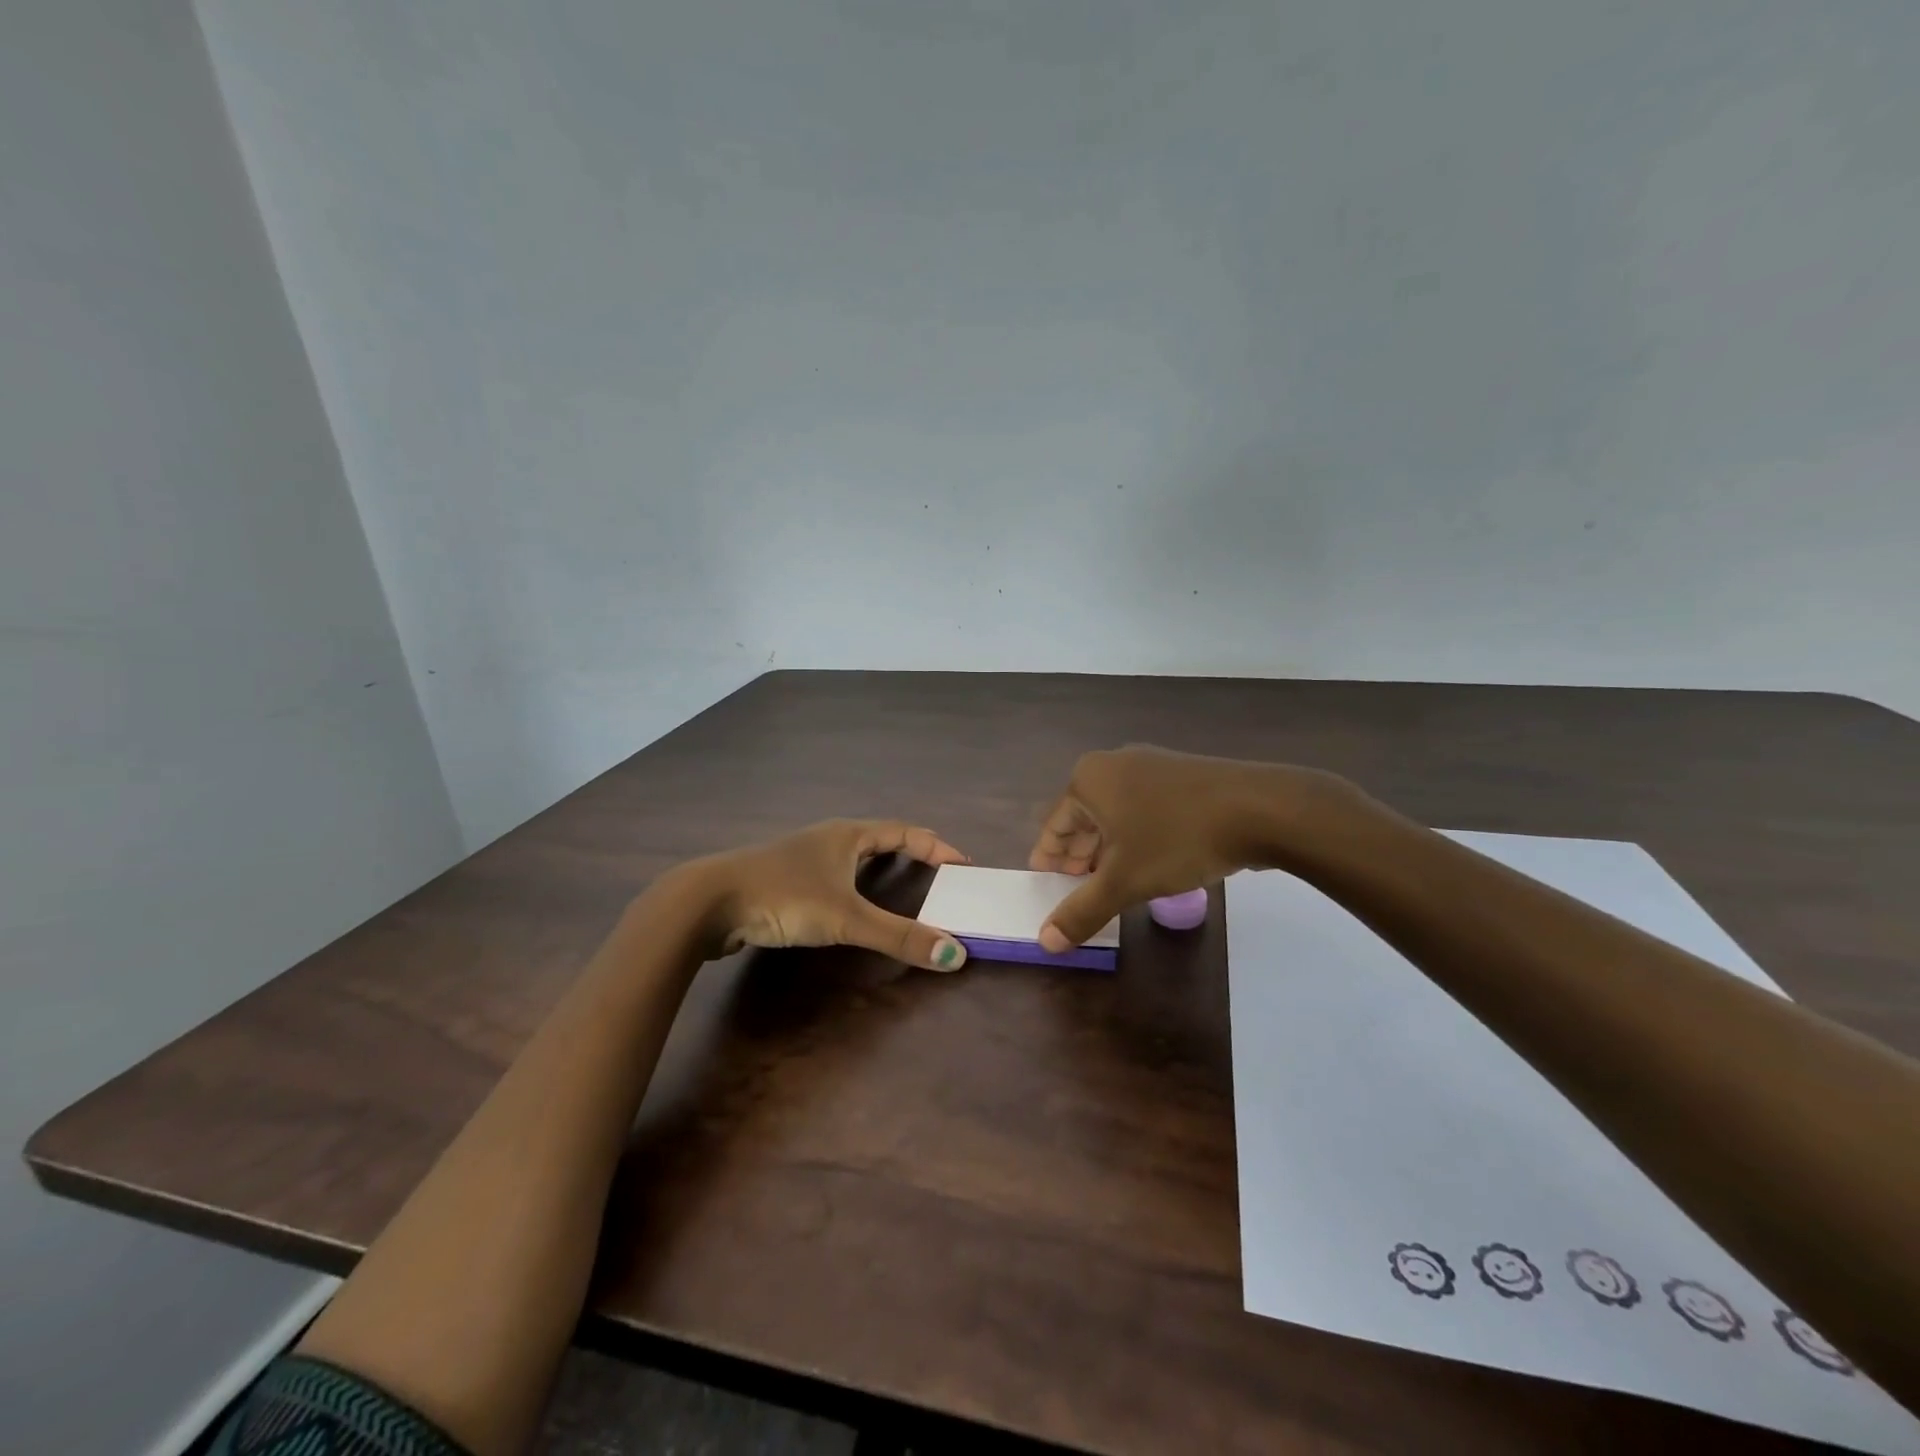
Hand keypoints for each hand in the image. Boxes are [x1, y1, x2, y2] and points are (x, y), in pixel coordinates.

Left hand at [667, 819, 972, 971]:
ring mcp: (801, 857)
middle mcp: (827, 839)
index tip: (963, 864)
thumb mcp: (846, 918)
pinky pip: (830, 876)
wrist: (708, 902)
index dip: (936, 847)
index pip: (904, 831)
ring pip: (851, 857)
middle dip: (910, 852)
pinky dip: (852, 885)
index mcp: (847, 835)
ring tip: (899, 885)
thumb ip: (899, 937)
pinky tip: (846, 904)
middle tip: (937, 872)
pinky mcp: (782, 879)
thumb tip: (955, 954)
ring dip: (879, 867)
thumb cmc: (784, 896)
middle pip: (879, 838)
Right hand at [1029, 745, 1343, 950]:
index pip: (1055, 824)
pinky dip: (1134, 835)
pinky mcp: (1181, 776)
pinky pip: (1142, 808)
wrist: (1260, 809)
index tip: (1043, 878)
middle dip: (1078, 852)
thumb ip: (1082, 911)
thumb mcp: (1124, 881)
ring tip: (1105, 879)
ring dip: (1106, 847)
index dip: (1048, 855)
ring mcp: (1151, 766)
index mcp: (1089, 779)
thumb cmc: (1177, 839)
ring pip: (1115, 813)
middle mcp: (1114, 764)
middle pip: (1084, 815)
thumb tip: (1046, 941)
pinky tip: (1144, 861)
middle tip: (1073, 884)